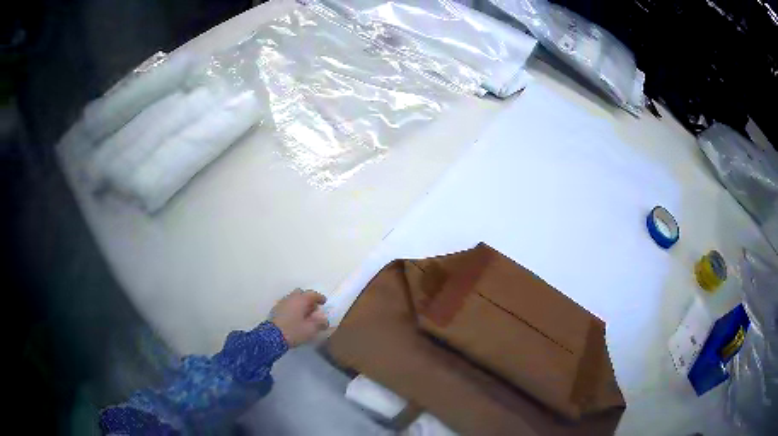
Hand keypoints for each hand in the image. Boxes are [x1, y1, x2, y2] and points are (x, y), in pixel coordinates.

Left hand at [270, 289, 328, 346]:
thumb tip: (325, 320)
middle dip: (308, 299)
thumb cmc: (293, 331)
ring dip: (300, 304)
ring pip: (293, 299)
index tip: (324, 302)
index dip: (319, 297)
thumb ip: (320, 323)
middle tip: (313, 308)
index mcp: (300, 300)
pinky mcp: (275, 310)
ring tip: (304, 314)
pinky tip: (295, 318)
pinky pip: (287, 304)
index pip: (312, 294)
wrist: (271, 337)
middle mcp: (291, 298)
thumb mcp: (310, 329)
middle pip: (301, 294)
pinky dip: (293, 308)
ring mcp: (282, 303)